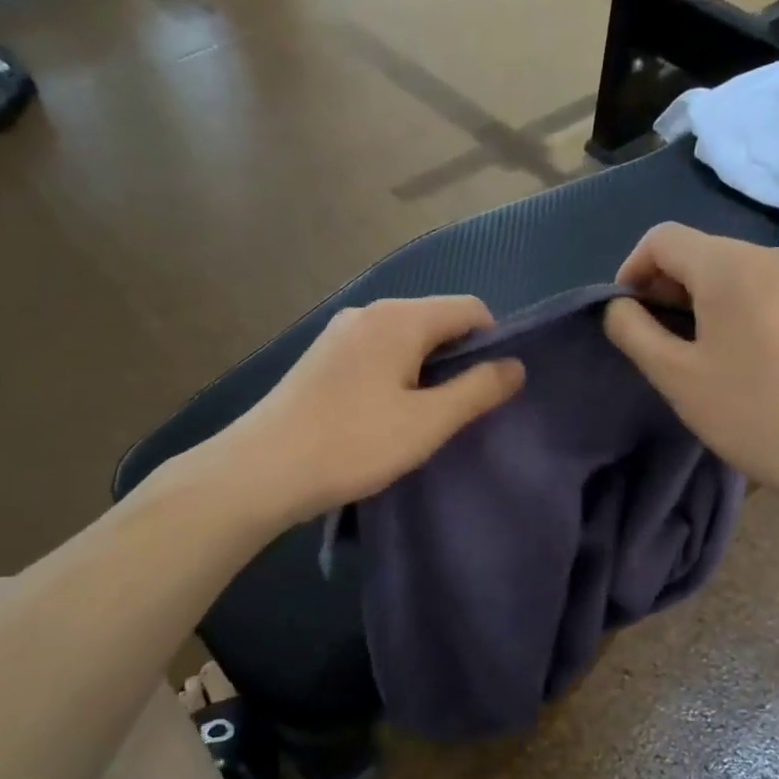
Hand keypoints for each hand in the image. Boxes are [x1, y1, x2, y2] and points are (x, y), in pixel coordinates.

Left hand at [227, 296, 524, 522]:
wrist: (262, 470)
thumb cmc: (354, 443)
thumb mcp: (428, 422)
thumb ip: (477, 390)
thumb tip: (516, 366)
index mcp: (400, 318)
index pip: (469, 308)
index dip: (493, 343)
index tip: (491, 390)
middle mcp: (369, 312)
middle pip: (436, 321)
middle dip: (458, 359)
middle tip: (460, 412)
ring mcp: (340, 333)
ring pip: (405, 340)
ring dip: (426, 371)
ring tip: (424, 419)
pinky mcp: (322, 358)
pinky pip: (377, 354)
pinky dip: (396, 376)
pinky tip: (385, 416)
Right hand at [603, 225, 778, 506]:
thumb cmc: (750, 411)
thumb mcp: (676, 375)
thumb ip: (633, 331)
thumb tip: (616, 306)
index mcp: (728, 265)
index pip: (661, 239)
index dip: (631, 272)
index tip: (625, 318)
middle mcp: (765, 255)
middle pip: (695, 251)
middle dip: (662, 287)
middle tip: (653, 341)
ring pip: (726, 269)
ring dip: (694, 299)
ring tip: (689, 350)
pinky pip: (755, 287)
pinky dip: (728, 306)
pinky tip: (731, 352)